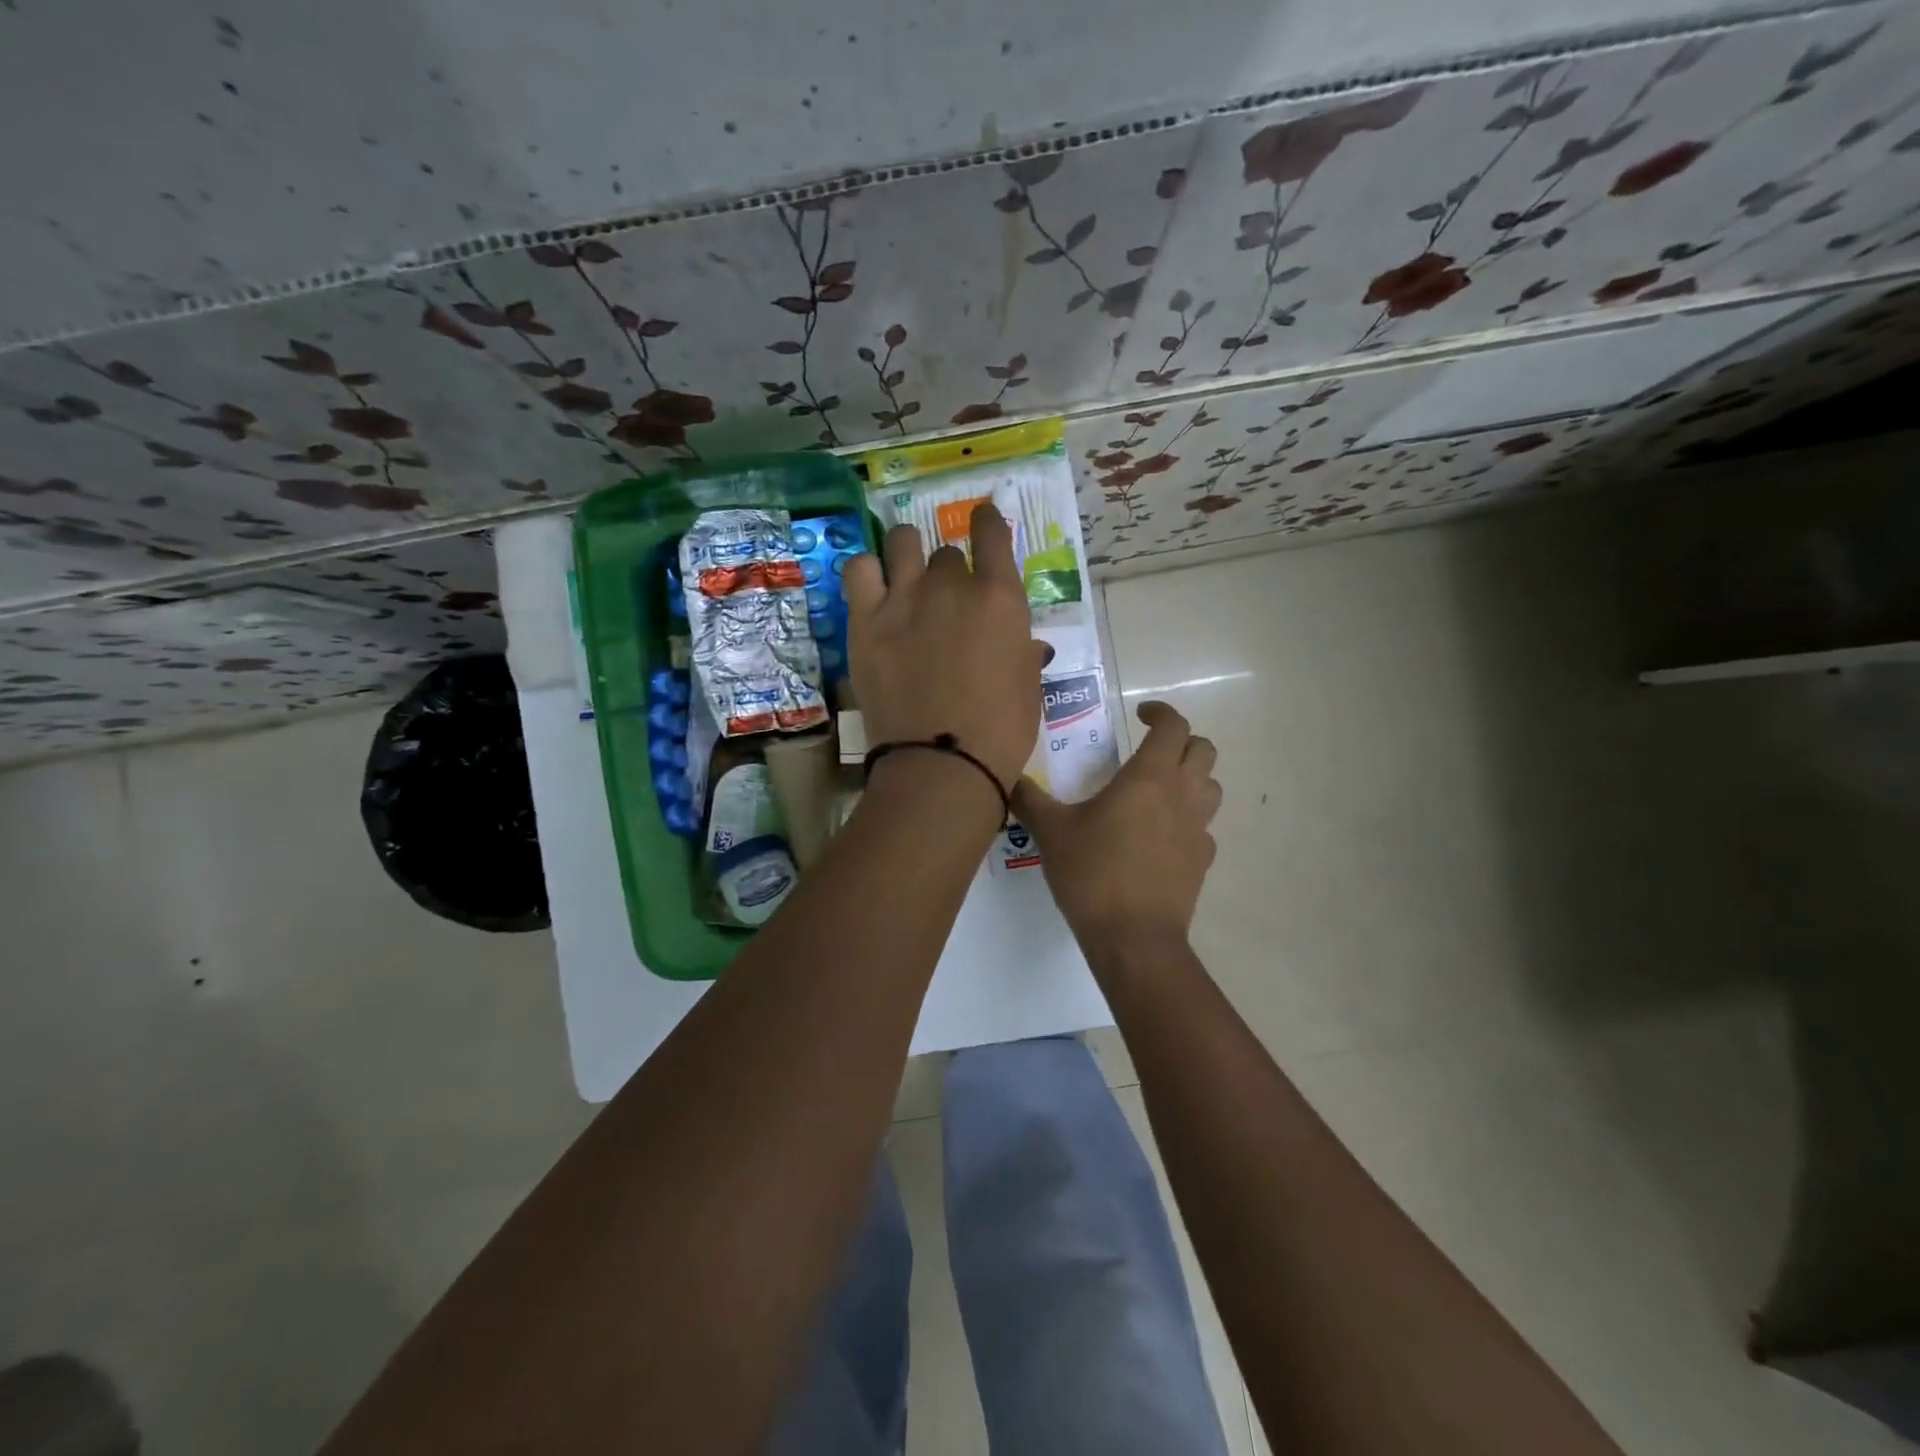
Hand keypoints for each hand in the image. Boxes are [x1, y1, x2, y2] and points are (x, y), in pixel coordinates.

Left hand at [843, 504, 1047, 791]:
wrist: (942, 764)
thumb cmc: (1000, 732)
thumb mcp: (1028, 689)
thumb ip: (1023, 654)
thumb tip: (1024, 646)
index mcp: (1000, 599)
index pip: (993, 534)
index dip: (987, 522)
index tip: (983, 520)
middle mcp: (952, 585)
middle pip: (947, 554)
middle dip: (950, 572)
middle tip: (946, 601)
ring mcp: (904, 599)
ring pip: (902, 543)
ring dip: (907, 551)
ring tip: (905, 572)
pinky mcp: (866, 621)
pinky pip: (858, 570)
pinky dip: (867, 570)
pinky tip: (873, 586)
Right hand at [1014, 701, 1221, 957]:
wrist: (1133, 938)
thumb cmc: (1093, 874)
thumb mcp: (1051, 832)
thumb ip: (1029, 799)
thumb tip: (1009, 778)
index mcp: (1149, 777)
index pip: (1173, 726)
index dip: (1160, 712)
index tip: (1139, 714)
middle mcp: (1182, 796)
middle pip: (1203, 750)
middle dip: (1180, 741)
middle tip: (1149, 750)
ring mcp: (1198, 830)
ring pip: (1211, 787)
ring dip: (1191, 778)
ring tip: (1157, 790)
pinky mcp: (1202, 862)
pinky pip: (1203, 828)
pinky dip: (1187, 821)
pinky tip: (1159, 838)